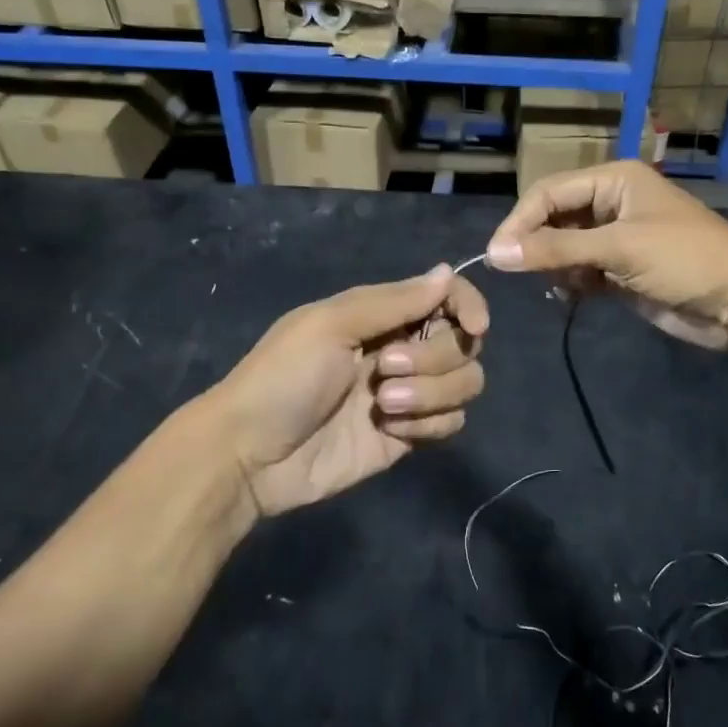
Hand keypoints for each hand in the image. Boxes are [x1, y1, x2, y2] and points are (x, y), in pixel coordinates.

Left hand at [213, 265, 488, 517]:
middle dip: (432, 357)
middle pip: (461, 343)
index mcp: (381, 315)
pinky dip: (430, 424)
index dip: (468, 306)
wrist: (251, 454)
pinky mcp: (408, 436)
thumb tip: (446, 272)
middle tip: (384, 369)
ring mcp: (407, 395)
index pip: (446, 297)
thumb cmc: (283, 377)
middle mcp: (401, 349)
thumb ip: (394, 301)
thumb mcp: (330, 325)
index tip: (475, 326)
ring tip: (383, 405)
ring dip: (432, 393)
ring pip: (464, 384)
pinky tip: (393, 431)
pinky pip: (450, 423)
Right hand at [486, 161, 727, 349]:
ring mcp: (616, 239)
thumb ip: (556, 250)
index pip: (549, 192)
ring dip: (554, 266)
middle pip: (554, 218)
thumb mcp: (618, 248)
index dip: (519, 221)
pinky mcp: (621, 270)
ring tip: (558, 284)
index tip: (496, 254)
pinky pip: (580, 271)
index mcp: (614, 181)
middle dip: (536, 244)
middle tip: (519, 272)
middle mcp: (611, 204)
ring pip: (564, 247)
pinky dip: (570, 283)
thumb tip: (495, 253)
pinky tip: (571, 296)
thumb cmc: (684, 259)